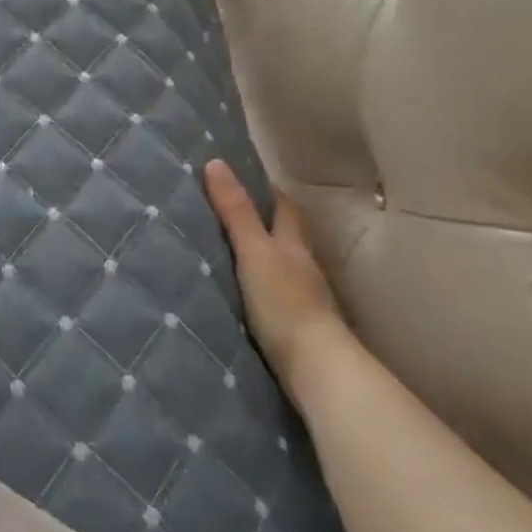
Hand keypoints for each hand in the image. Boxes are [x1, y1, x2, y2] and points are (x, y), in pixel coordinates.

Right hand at [203, 160, 350, 406]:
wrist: (315, 368)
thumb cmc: (284, 302)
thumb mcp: (254, 251)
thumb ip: (235, 212)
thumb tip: (216, 163)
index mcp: (293, 243)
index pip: (282, 206)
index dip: (265, 189)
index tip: (241, 175)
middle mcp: (301, 266)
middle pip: (283, 235)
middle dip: (260, 221)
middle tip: (224, 209)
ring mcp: (301, 297)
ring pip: (278, 266)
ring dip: (258, 256)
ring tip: (223, 249)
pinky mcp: (293, 325)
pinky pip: (271, 294)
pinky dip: (256, 286)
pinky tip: (238, 292)